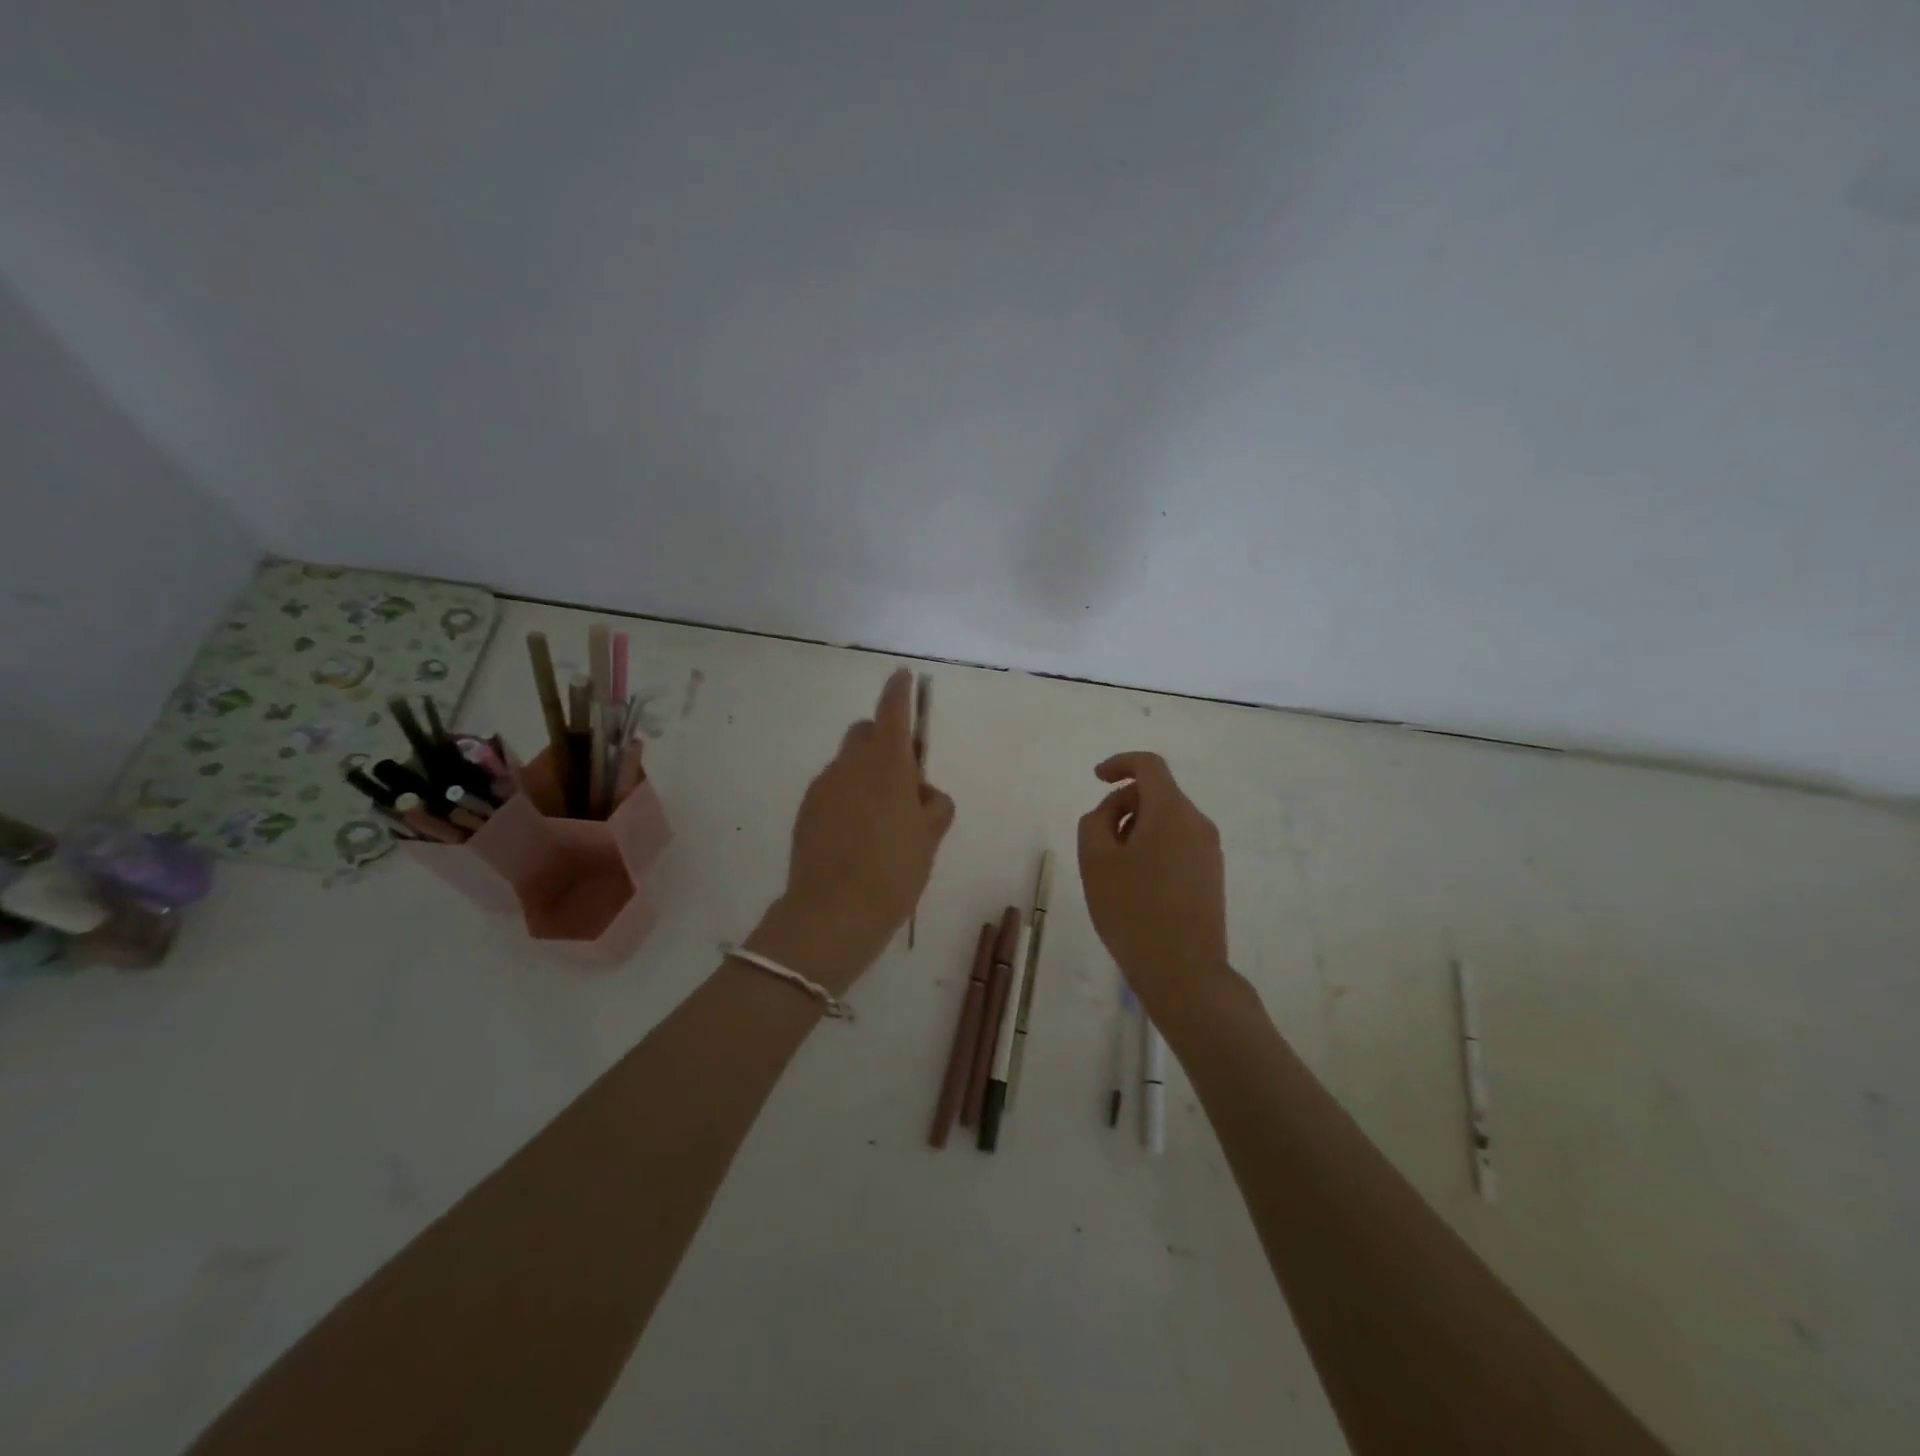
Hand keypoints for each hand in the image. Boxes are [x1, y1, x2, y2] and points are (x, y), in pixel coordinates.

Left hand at [751, 668, 954, 993]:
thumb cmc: (894, 871)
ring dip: (865, 774)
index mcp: (887, 765)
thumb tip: (921, 792)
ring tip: (881, 821)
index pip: (893, 712)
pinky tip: (856, 835)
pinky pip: (832, 789)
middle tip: (904, 780)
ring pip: (848, 764)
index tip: (903, 676)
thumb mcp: (931, 838)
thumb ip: (934, 804)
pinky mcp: (806, 810)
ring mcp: (823, 786)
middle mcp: (850, 765)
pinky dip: (847, 797)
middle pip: (865, 733)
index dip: (900, 691)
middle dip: (883, 742)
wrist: (833, 913)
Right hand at [1077, 751, 1229, 1024]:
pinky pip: (1178, 843)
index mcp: (1171, 812)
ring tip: (1115, 869)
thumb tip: (1112, 811)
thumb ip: (1095, 821)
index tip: (1097, 778)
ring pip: (1167, 820)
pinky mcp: (1212, 875)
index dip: (1119, 763)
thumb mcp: (1095, 861)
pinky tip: (1137, 885)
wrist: (1184, 972)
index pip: (1149, 765)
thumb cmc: (1132, 911)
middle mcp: (1198, 823)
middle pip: (1157, 793)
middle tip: (1097, 841)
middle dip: (1123, 805)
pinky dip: (1153, 847)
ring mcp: (1210, 850)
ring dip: (1136, 828)